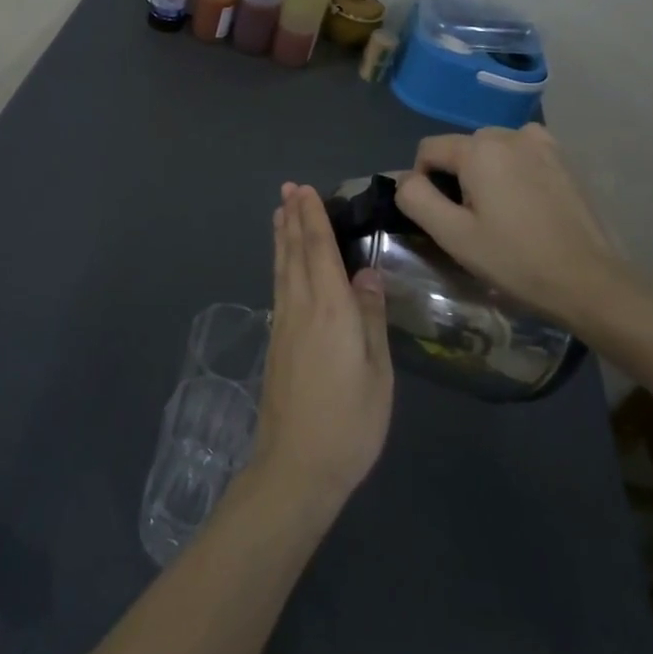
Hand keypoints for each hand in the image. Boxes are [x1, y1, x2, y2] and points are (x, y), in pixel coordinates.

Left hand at [250, 185, 393, 512]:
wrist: (297, 465)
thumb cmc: (350, 423)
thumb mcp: (376, 373)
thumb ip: (370, 318)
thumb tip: (366, 272)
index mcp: (330, 309)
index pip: (318, 250)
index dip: (312, 218)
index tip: (305, 190)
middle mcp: (301, 306)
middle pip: (294, 252)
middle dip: (292, 218)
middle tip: (288, 188)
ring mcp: (283, 323)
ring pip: (282, 267)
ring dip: (281, 236)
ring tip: (279, 212)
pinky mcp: (276, 340)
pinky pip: (278, 285)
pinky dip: (280, 262)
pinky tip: (282, 263)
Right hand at [395, 125, 620, 330]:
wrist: (592, 283)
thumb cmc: (515, 259)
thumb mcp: (452, 235)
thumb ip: (415, 198)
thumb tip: (405, 179)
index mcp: (479, 148)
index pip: (427, 150)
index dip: (423, 182)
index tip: (443, 217)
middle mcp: (510, 134)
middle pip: (461, 148)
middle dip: (457, 177)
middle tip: (473, 221)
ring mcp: (543, 144)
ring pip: (491, 151)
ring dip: (486, 174)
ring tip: (501, 214)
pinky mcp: (565, 160)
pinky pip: (521, 155)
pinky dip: (514, 172)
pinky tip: (527, 206)